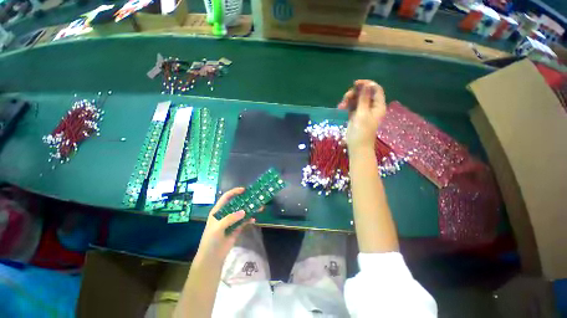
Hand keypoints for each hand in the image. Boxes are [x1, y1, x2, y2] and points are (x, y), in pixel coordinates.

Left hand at [196, 187, 254, 261]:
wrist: (212, 258)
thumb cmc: (211, 240)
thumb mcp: (217, 228)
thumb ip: (230, 218)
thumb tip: (244, 211)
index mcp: (218, 211)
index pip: (226, 197)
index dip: (234, 192)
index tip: (244, 190)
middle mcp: (226, 214)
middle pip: (237, 204)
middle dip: (246, 200)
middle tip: (255, 198)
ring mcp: (232, 221)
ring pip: (242, 212)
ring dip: (250, 210)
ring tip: (259, 208)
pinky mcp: (237, 228)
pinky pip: (244, 221)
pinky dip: (249, 220)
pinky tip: (254, 220)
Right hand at [338, 80, 385, 152]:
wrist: (357, 146)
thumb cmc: (362, 131)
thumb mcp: (363, 114)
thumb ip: (364, 99)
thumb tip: (366, 84)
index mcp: (378, 106)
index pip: (375, 89)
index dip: (367, 84)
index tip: (355, 84)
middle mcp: (371, 107)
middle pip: (364, 93)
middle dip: (354, 93)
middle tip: (346, 97)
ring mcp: (362, 111)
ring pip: (356, 99)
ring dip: (348, 99)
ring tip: (341, 106)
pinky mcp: (355, 115)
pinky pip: (351, 106)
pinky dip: (346, 105)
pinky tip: (340, 108)